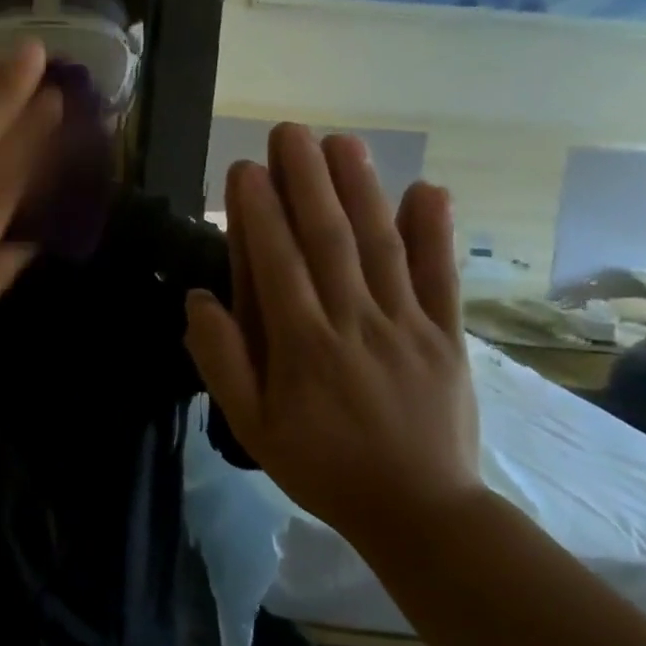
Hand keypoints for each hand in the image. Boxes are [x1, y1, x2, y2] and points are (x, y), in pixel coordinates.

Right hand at [184, 124, 482, 547]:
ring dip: (361, 190)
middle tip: (291, 132)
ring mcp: (406, 326)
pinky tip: (427, 190)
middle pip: (329, 240)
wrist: (421, 513)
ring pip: (380, 247)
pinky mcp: (446, 336)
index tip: (246, 168)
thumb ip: (223, 361)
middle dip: (308, 181)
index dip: (260, 213)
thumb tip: (198, 299)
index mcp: (303, 346)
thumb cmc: (322, 466)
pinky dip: (434, 233)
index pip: (277, 264)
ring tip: (343, 142)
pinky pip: (440, 279)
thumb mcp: (252, 427)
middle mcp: (355, 323)